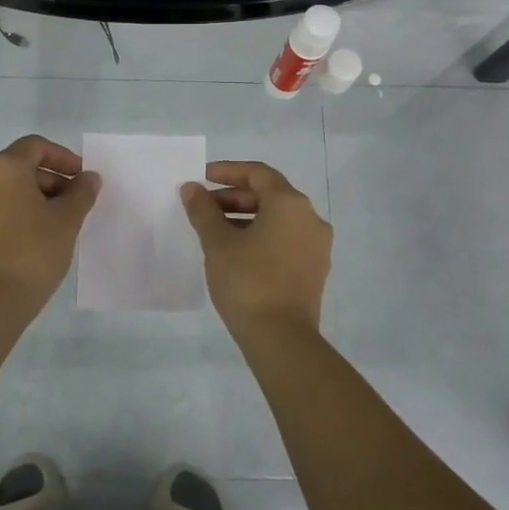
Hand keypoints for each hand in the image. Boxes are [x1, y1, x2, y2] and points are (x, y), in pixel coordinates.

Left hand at [0, 135, 100, 306]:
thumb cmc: (33, 251)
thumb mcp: (67, 220)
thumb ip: (81, 192)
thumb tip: (88, 178)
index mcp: (3, 167)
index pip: (36, 146)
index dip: (63, 158)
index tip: (82, 178)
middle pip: (19, 166)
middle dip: (50, 179)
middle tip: (74, 202)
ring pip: (5, 188)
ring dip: (32, 196)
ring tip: (56, 221)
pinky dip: (14, 211)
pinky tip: (33, 234)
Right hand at [180, 160, 332, 333]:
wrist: (281, 338)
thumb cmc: (248, 281)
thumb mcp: (218, 243)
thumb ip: (203, 210)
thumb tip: (192, 188)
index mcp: (290, 204)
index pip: (258, 173)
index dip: (228, 171)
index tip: (202, 177)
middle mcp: (310, 218)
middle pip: (270, 195)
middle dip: (234, 197)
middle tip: (203, 208)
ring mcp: (316, 246)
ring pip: (278, 219)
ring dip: (246, 217)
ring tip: (215, 231)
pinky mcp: (314, 269)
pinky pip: (285, 239)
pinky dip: (261, 236)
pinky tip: (236, 252)